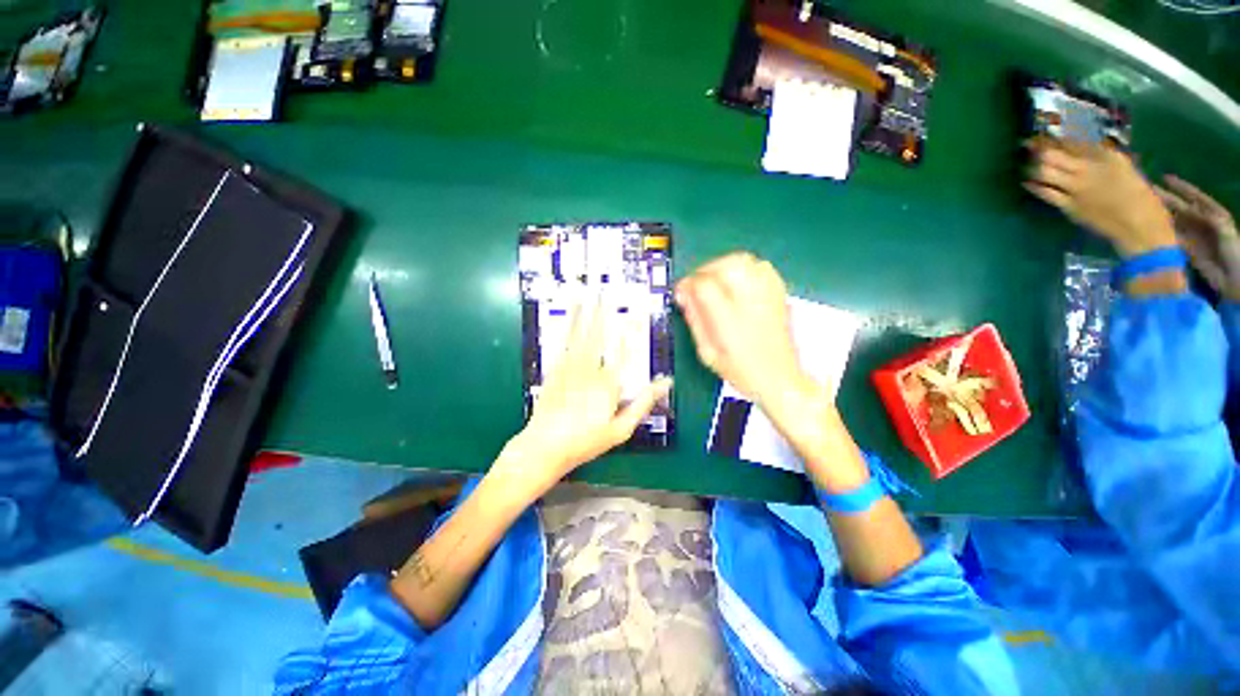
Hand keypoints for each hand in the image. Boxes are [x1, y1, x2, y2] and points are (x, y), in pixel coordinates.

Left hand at [500, 295, 672, 497]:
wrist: (544, 446)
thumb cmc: (586, 440)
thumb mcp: (621, 429)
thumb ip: (644, 403)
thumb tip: (665, 382)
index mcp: (609, 384)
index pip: (624, 353)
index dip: (629, 333)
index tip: (634, 315)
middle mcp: (590, 369)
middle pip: (599, 336)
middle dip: (602, 313)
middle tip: (604, 292)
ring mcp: (570, 367)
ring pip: (580, 334)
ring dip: (584, 313)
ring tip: (587, 294)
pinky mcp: (555, 369)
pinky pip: (563, 343)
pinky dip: (568, 326)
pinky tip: (571, 316)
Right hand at [674, 252, 808, 408]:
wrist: (779, 379)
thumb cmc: (741, 371)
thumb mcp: (708, 353)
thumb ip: (695, 321)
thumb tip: (684, 297)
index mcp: (730, 320)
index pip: (704, 286)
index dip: (688, 284)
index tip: (681, 292)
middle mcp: (751, 302)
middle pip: (725, 266)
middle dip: (704, 270)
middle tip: (697, 284)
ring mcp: (767, 295)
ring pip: (744, 261)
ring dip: (723, 265)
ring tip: (715, 280)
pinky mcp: (778, 293)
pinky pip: (761, 266)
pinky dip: (744, 267)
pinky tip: (737, 281)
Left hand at [1024, 140, 1176, 256]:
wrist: (1140, 227)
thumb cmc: (1139, 198)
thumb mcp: (1124, 169)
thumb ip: (1103, 159)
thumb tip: (1081, 151)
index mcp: (1108, 155)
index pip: (1075, 141)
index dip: (1056, 136)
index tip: (1044, 133)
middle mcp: (1090, 168)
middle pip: (1054, 154)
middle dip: (1038, 147)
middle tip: (1026, 143)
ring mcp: (1078, 187)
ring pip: (1045, 171)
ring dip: (1033, 166)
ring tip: (1026, 162)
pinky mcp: (1069, 206)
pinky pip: (1045, 193)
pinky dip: (1033, 186)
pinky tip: (1027, 182)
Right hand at [1155, 175, 1239, 300]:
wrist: (1233, 278)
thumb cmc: (1234, 251)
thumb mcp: (1225, 230)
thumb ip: (1210, 217)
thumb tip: (1190, 209)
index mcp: (1213, 213)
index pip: (1195, 196)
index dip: (1181, 187)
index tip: (1165, 178)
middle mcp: (1201, 222)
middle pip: (1181, 207)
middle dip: (1166, 199)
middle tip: (1147, 190)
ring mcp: (1193, 235)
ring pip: (1174, 220)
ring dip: (1161, 214)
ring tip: (1144, 207)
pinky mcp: (1185, 248)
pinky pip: (1171, 237)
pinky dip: (1161, 231)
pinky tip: (1149, 227)